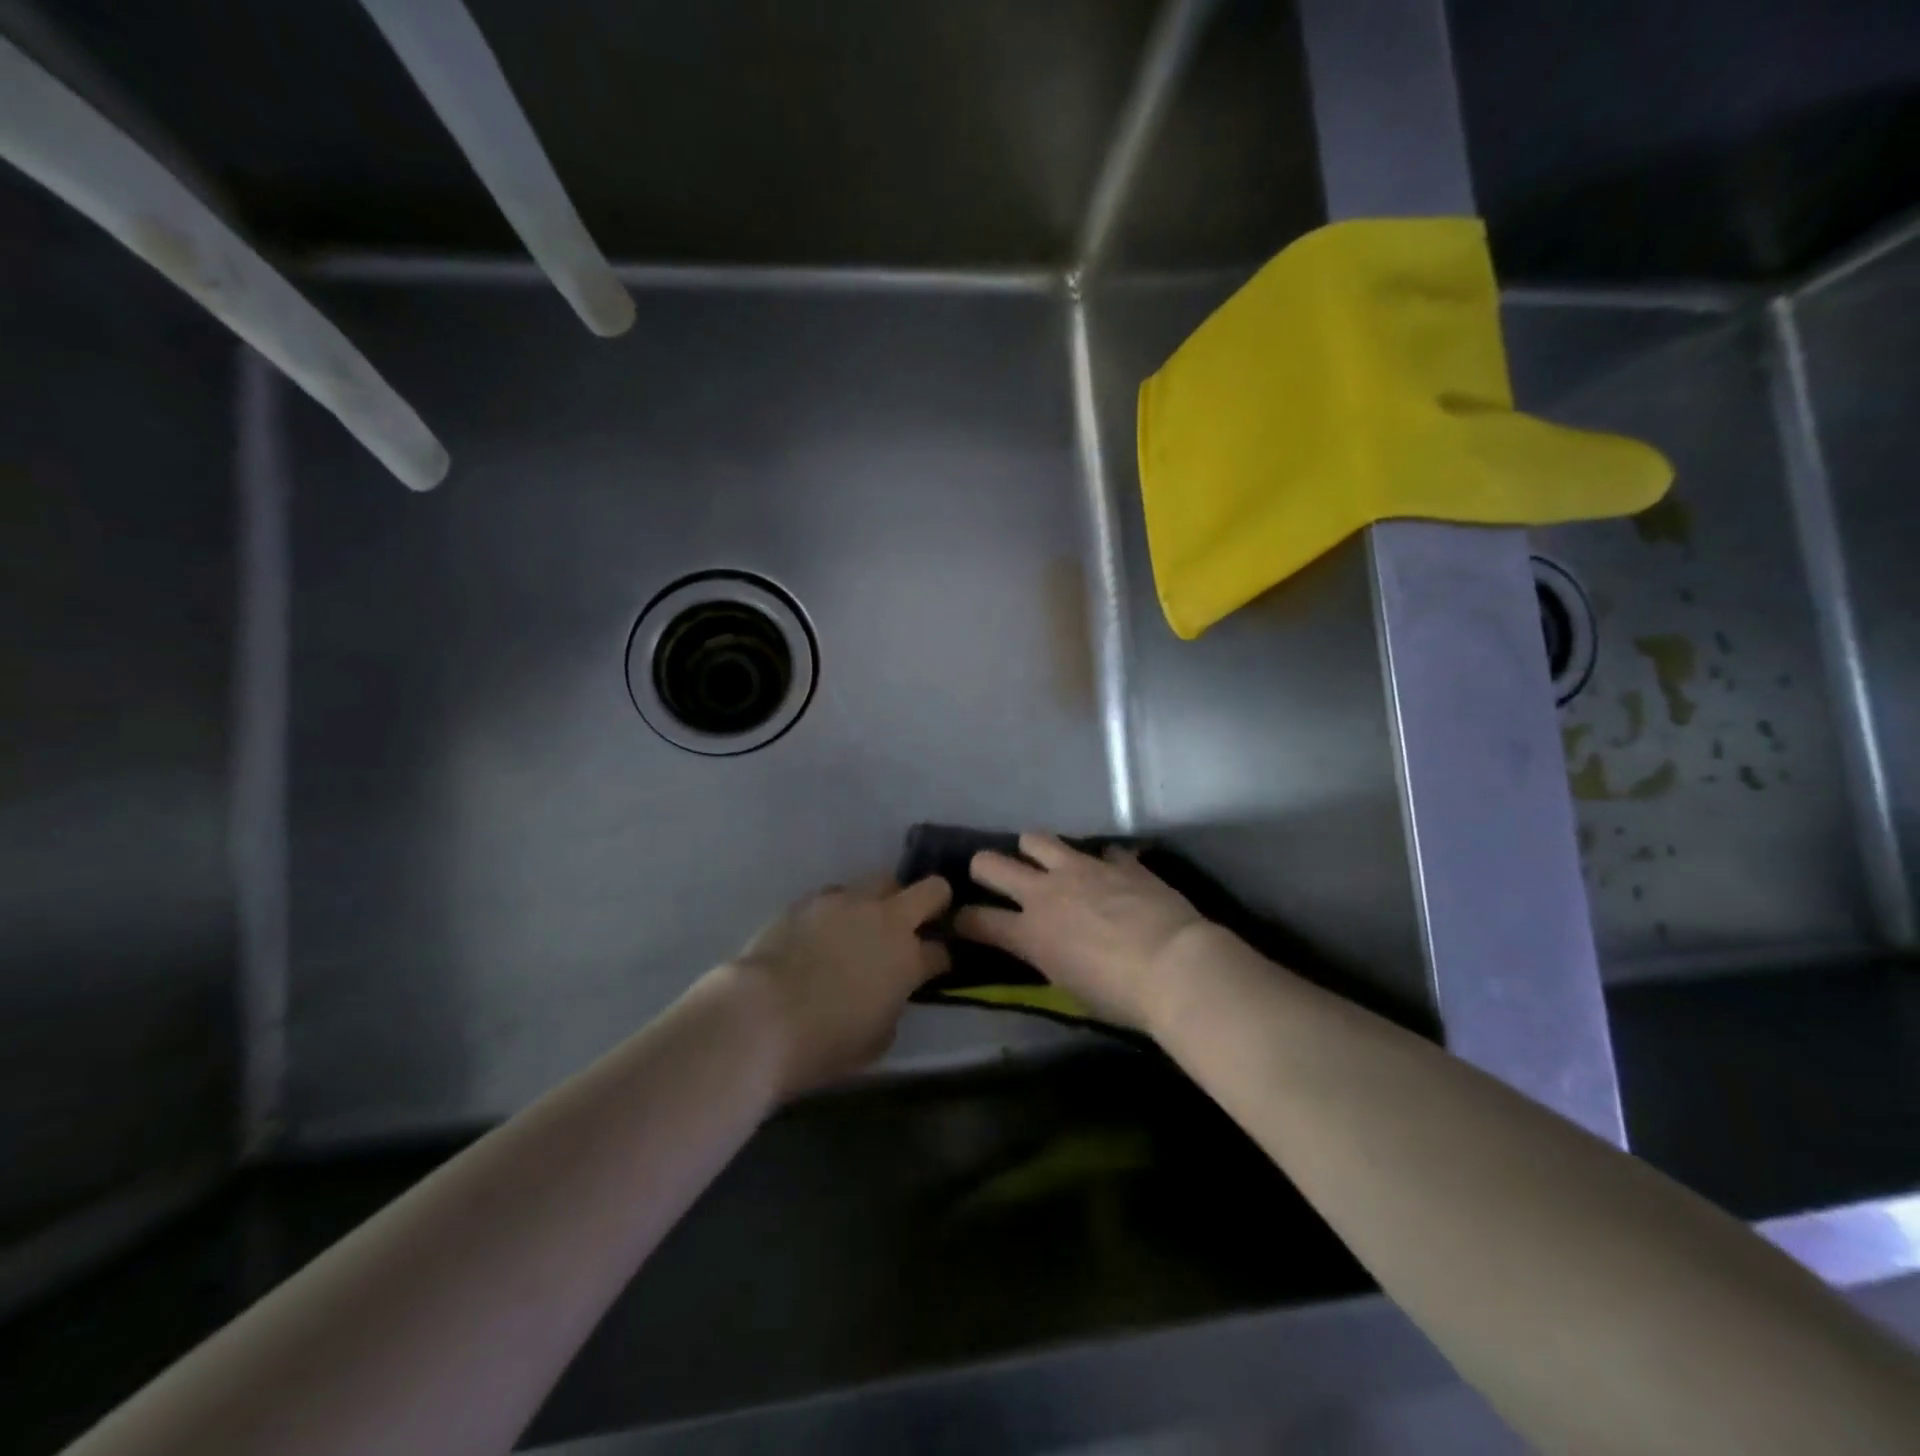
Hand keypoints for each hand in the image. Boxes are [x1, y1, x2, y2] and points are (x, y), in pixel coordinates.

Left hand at [728, 875, 951, 1097]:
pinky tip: (827, 928)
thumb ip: (894, 1005)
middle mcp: (887, 920)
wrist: (762, 1015)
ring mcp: (849, 902)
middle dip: (935, 902)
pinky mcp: (813, 898)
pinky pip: (839, 893)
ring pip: (883, 881)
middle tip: (920, 922)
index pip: (943, 950)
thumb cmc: (824, 1042)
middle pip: (932, 890)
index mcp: (909, 959)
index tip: (934, 968)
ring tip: (867, 923)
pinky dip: (842, 908)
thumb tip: (890, 991)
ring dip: (885, 900)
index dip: (942, 959)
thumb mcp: (877, 1040)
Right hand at [957, 833, 1207, 1030]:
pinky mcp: (1117, 861)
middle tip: (992, 877)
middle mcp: (1046, 892)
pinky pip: (1099, 851)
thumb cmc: (1121, 996)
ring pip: (1036, 839)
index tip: (962, 922)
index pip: (976, 920)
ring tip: (1047, 863)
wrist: (1175, 966)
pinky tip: (1111, 876)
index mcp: (1030, 932)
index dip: (962, 920)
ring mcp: (1081, 869)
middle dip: (983, 868)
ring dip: (1035, 851)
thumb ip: (1049, 957)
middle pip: (990, 863)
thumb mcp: (1071, 987)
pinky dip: (1100, 863)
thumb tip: (1047, 947)